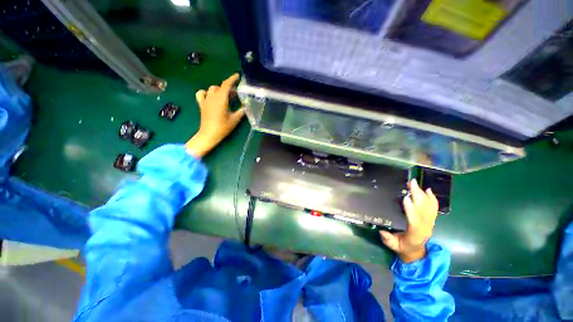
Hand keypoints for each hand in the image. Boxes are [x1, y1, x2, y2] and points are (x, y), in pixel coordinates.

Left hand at [185, 73, 244, 157]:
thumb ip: (241, 111)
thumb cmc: (223, 127)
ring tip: (225, 96)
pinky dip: (206, 93)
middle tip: (235, 94)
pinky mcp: (202, 105)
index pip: (226, 85)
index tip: (238, 76)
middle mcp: (212, 97)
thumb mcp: (235, 120)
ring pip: (211, 89)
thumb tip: (246, 106)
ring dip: (219, 90)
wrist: (209, 135)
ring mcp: (205, 100)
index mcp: (221, 99)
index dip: (232, 79)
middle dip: (228, 87)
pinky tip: (210, 97)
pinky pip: (201, 94)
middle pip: (220, 86)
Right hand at [379, 179, 438, 262]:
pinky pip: (434, 208)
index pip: (415, 221)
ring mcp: (430, 223)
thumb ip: (388, 240)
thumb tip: (382, 232)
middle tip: (411, 184)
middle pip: (424, 210)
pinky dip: (432, 199)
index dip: (411, 210)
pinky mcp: (431, 220)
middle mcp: (426, 227)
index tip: (406, 198)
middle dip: (418, 196)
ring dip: (423, 194)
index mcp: (416, 234)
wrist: (416, 252)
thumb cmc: (403, 248)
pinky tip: (428, 190)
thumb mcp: (394, 246)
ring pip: (429, 207)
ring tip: (415, 184)